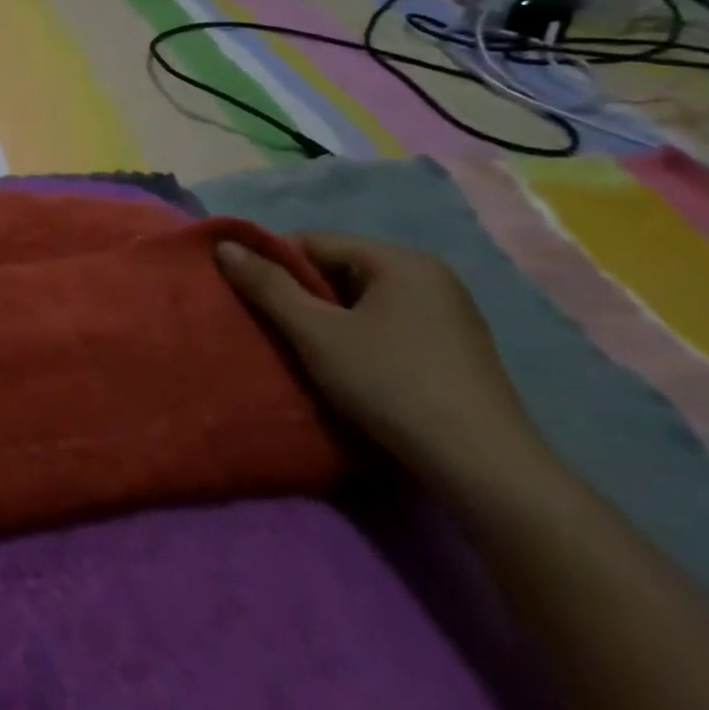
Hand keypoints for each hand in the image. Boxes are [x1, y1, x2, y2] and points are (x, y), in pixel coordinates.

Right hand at [215, 231, 547, 487]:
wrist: (483, 467)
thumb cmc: (391, 384)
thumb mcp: (316, 332)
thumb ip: (267, 285)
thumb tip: (224, 246)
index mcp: (400, 260)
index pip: (314, 242)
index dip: (273, 264)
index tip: (248, 296)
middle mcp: (429, 275)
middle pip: (339, 268)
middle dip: (300, 293)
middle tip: (272, 326)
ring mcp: (447, 312)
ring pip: (361, 299)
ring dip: (326, 317)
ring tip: (303, 348)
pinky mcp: (453, 348)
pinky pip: (385, 323)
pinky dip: (355, 335)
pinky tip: (345, 365)